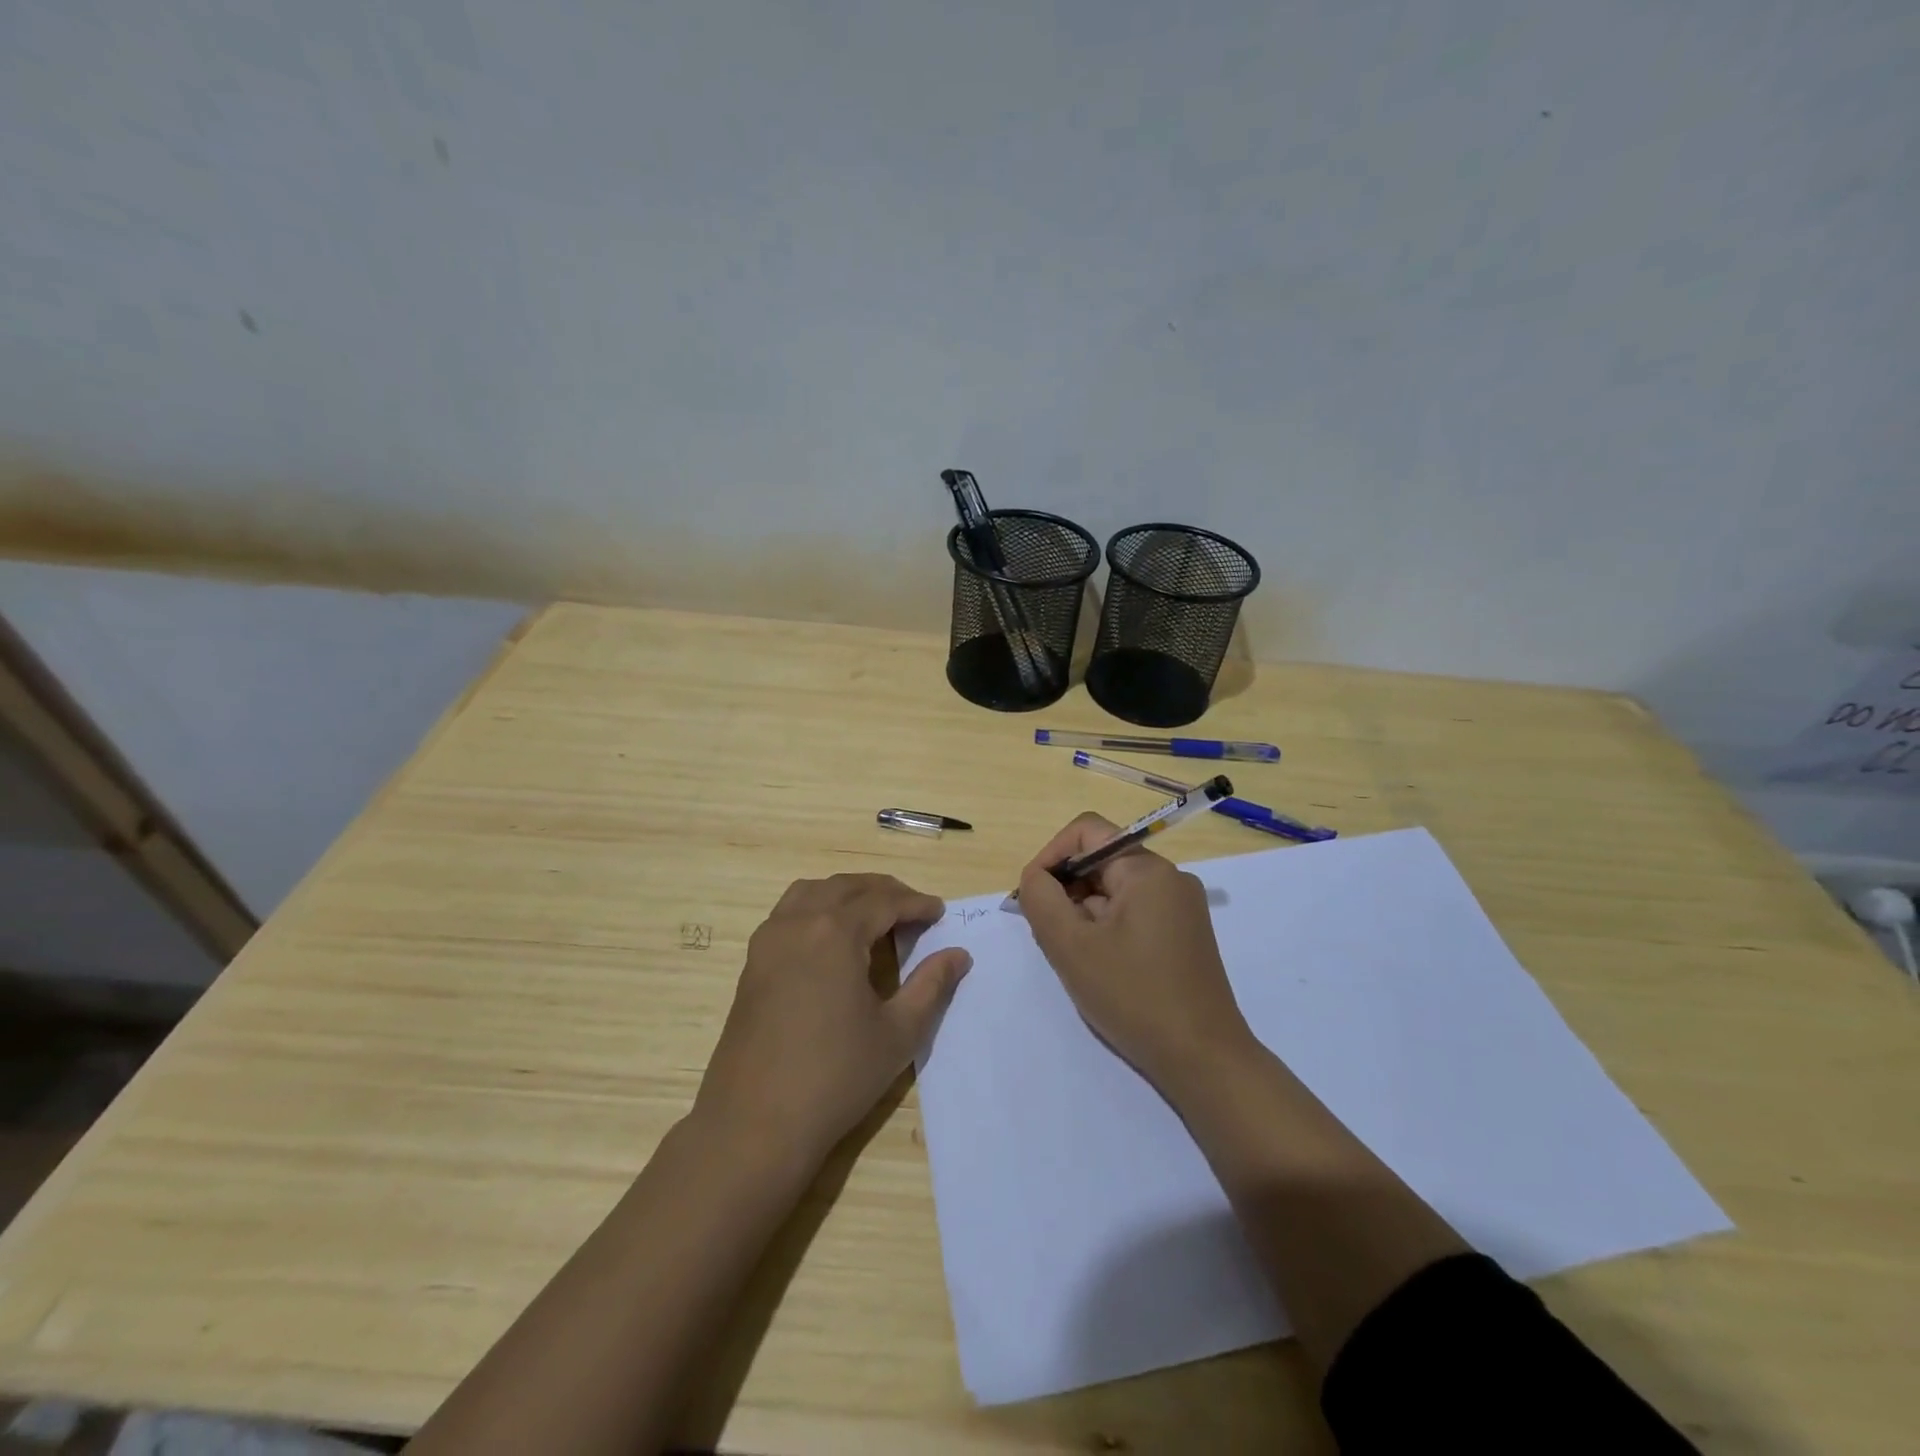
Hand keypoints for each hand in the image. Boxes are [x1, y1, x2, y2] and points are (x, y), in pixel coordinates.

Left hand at [695, 874, 970, 1168]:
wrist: (754, 1125)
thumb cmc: (835, 1077)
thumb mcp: (898, 1033)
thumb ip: (931, 986)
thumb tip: (959, 955)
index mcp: (835, 933)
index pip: (883, 901)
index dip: (916, 904)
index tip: (939, 912)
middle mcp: (798, 923)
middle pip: (846, 887)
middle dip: (883, 891)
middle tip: (913, 909)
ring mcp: (768, 941)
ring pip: (812, 892)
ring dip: (846, 893)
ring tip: (873, 915)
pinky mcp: (752, 963)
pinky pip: (788, 913)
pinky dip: (816, 907)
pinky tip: (832, 939)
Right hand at [1018, 813, 1254, 1092]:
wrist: (1203, 1060)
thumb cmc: (1134, 996)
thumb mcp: (1071, 946)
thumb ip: (1041, 899)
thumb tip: (1035, 878)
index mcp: (1147, 870)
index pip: (1086, 832)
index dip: (1050, 856)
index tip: (1031, 896)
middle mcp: (1169, 878)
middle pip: (1100, 862)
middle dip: (1065, 890)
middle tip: (1047, 935)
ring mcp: (1181, 908)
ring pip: (1114, 891)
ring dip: (1083, 914)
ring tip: (1073, 957)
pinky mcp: (1184, 935)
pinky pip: (1132, 914)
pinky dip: (1105, 929)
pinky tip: (1098, 967)